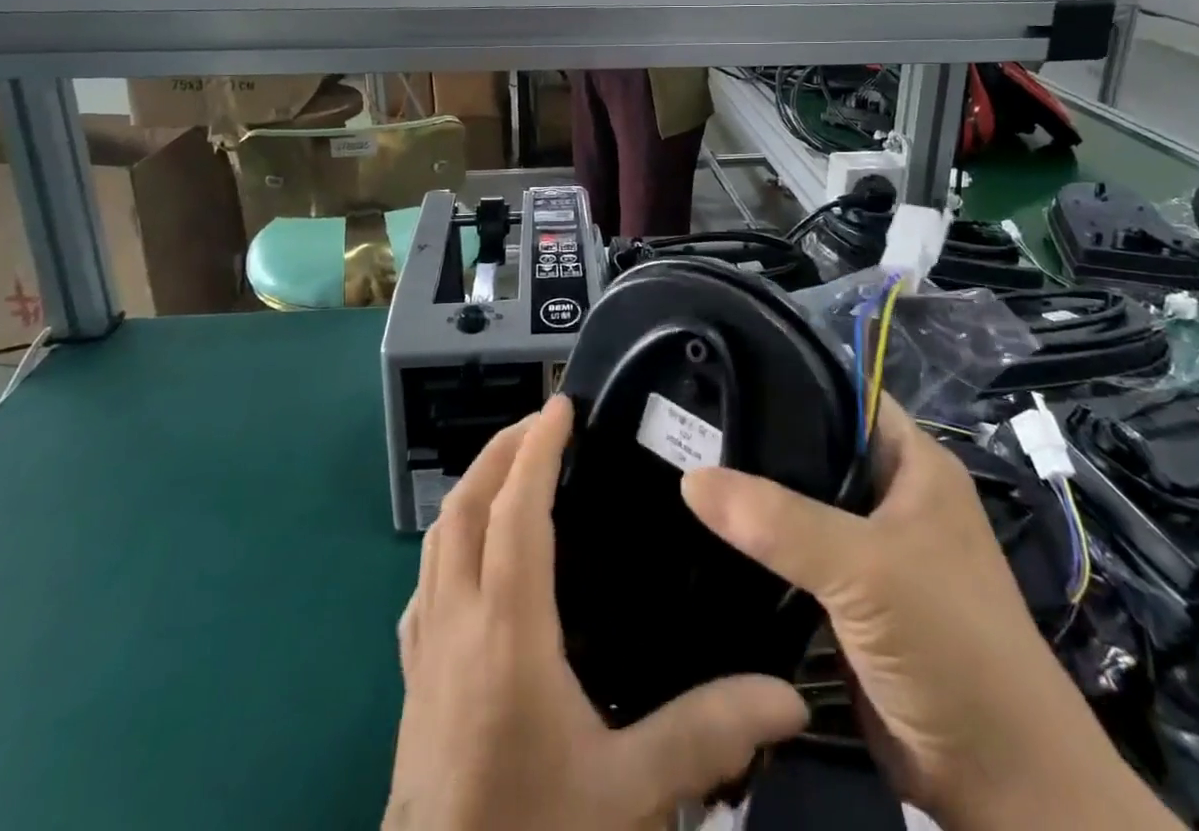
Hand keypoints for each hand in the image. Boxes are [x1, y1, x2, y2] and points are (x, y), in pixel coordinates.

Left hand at [386, 396, 807, 830]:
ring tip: (513, 467)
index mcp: (506, 630)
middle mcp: (456, 620)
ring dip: (473, 486)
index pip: (515, 511)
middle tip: (542, 423)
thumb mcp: (628, 793)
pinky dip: (450, 539)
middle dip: (501, 450)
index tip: (562, 407)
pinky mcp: (412, 676)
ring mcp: (425, 647)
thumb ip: (705, 733)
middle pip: (464, 505)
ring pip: (437, 536)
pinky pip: (425, 580)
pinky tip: (474, 553)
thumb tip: (785, 696)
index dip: (537, 449)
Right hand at [682, 395, 1176, 830]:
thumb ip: (779, 521)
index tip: (720, 370)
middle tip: (684, 422)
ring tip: (677, 467)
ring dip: (750, 497)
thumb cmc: (952, 646)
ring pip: (796, 505)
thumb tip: (690, 478)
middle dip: (756, 439)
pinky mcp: (845, 599)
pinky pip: (790, 557)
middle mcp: (889, 495)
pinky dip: (754, 548)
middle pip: (812, 448)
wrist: (1001, 788)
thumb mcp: (867, 570)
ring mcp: (867, 550)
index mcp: (912, 463)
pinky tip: (701, 532)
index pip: (843, 393)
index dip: (788, 376)